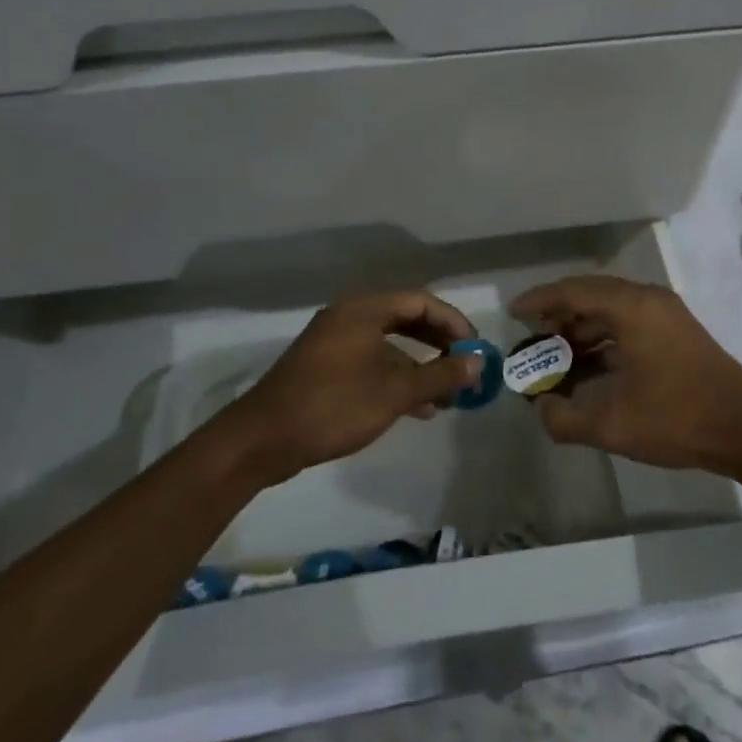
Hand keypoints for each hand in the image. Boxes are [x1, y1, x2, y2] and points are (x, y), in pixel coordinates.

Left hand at [217, 291, 479, 486]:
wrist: (262, 440)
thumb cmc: (333, 406)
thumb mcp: (393, 392)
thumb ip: (439, 375)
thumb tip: (479, 362)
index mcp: (363, 310)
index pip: (420, 302)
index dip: (452, 322)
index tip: (475, 348)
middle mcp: (349, 317)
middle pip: (405, 319)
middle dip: (438, 343)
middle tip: (464, 366)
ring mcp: (334, 343)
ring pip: (389, 344)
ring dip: (420, 366)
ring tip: (448, 395)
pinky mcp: (325, 368)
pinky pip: (371, 362)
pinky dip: (396, 378)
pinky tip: (418, 408)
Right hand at [510, 276, 741, 477]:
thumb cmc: (678, 418)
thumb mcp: (613, 426)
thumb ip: (565, 419)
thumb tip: (542, 408)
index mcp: (632, 308)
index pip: (574, 291)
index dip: (539, 300)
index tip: (513, 314)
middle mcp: (648, 300)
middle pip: (591, 296)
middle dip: (558, 317)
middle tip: (531, 339)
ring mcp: (666, 315)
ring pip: (611, 312)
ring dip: (581, 331)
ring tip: (555, 359)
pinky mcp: (676, 333)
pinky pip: (628, 325)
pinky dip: (603, 341)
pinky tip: (588, 370)